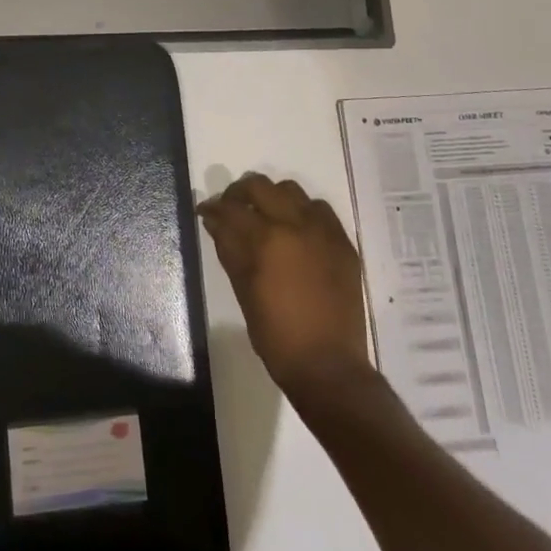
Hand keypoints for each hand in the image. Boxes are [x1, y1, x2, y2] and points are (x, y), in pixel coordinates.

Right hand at [199, 173, 373, 399]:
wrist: (328, 365)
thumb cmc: (276, 334)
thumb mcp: (243, 290)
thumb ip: (229, 249)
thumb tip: (215, 221)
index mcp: (267, 239)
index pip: (231, 208)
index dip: (213, 207)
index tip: (206, 211)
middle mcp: (296, 224)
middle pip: (261, 186)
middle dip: (240, 193)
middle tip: (232, 208)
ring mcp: (324, 231)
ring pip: (293, 191)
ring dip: (273, 198)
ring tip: (266, 217)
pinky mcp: (343, 243)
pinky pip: (320, 210)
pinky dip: (303, 212)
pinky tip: (296, 231)